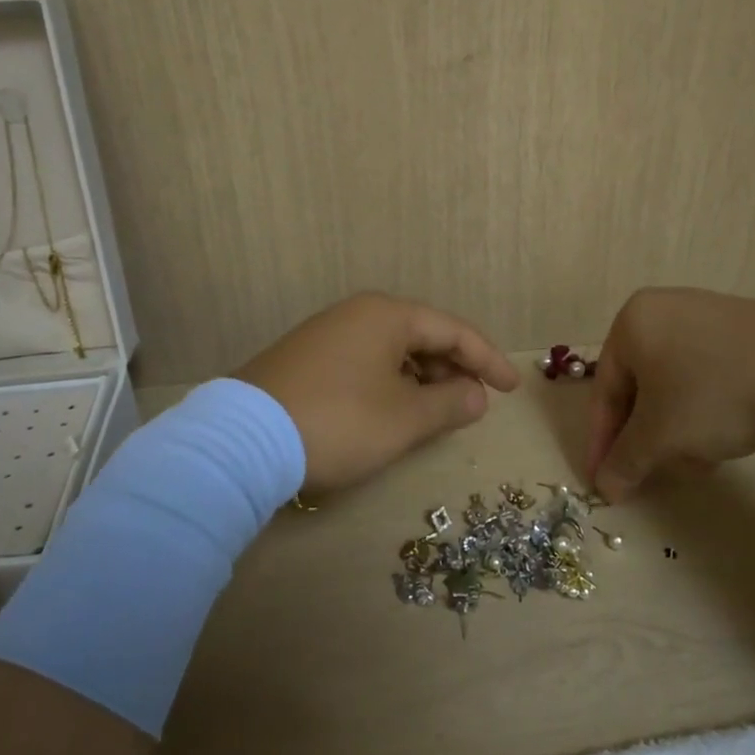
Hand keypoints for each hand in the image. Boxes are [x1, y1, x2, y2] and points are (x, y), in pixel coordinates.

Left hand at [237, 292, 519, 490]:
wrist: (243, 441)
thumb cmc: (340, 422)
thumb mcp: (405, 419)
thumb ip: (449, 404)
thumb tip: (477, 396)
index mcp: (387, 315)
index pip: (453, 330)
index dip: (487, 360)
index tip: (511, 389)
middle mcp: (357, 314)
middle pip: (422, 335)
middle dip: (453, 369)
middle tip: (472, 404)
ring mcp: (326, 334)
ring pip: (391, 351)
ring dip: (421, 379)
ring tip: (435, 412)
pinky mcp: (304, 359)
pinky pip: (364, 363)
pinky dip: (389, 383)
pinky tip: (390, 411)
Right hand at [586, 287, 754, 500]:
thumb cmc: (712, 394)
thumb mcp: (660, 436)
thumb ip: (625, 461)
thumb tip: (606, 487)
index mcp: (632, 322)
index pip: (605, 389)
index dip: (602, 441)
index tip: (603, 481)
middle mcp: (665, 309)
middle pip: (641, 387)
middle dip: (646, 437)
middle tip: (650, 475)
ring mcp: (709, 315)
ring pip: (676, 384)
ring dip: (677, 429)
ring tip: (696, 463)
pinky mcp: (747, 330)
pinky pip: (709, 374)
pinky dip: (706, 410)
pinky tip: (725, 439)